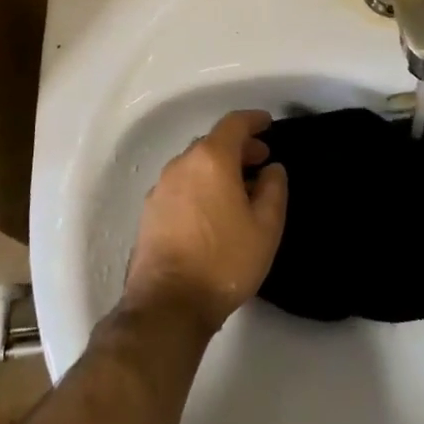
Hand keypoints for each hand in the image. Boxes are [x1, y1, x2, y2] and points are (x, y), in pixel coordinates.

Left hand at [124, 109, 288, 333]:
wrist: (168, 304)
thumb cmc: (224, 261)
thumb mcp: (266, 228)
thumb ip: (274, 190)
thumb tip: (272, 169)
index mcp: (211, 159)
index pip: (234, 123)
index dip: (253, 120)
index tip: (268, 124)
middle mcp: (182, 163)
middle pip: (213, 142)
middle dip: (238, 147)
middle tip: (259, 162)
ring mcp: (161, 186)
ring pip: (195, 164)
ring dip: (217, 167)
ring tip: (238, 189)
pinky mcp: (150, 210)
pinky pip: (181, 184)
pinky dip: (200, 184)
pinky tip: (211, 210)